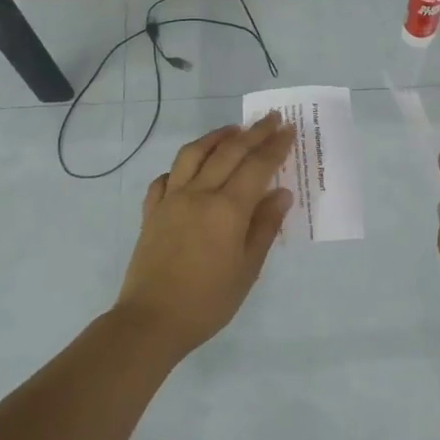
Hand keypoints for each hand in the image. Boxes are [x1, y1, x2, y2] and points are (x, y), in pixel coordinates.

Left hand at [114, 112, 295, 359]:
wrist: (151, 321)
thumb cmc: (208, 301)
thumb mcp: (248, 269)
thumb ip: (264, 227)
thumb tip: (281, 194)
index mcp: (227, 209)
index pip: (257, 167)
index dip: (275, 146)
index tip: (288, 129)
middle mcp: (198, 194)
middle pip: (228, 152)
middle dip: (253, 133)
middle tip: (270, 118)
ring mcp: (170, 200)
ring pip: (192, 154)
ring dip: (215, 137)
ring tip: (232, 130)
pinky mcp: (151, 212)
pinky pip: (165, 178)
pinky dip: (181, 167)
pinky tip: (189, 169)